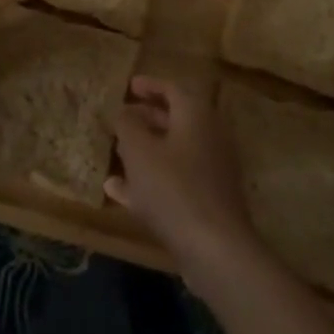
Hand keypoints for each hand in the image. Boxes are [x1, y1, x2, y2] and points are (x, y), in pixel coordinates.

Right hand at [106, 77, 262, 290]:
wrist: (215, 248)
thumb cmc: (174, 188)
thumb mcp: (139, 151)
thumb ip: (128, 125)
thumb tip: (124, 111)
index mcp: (196, 115)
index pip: (173, 88)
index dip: (149, 85)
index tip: (128, 86)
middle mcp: (209, 136)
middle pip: (176, 119)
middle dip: (147, 117)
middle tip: (122, 118)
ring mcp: (212, 170)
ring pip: (174, 151)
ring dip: (146, 150)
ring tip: (117, 153)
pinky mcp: (208, 200)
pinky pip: (175, 180)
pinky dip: (151, 179)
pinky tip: (119, 192)